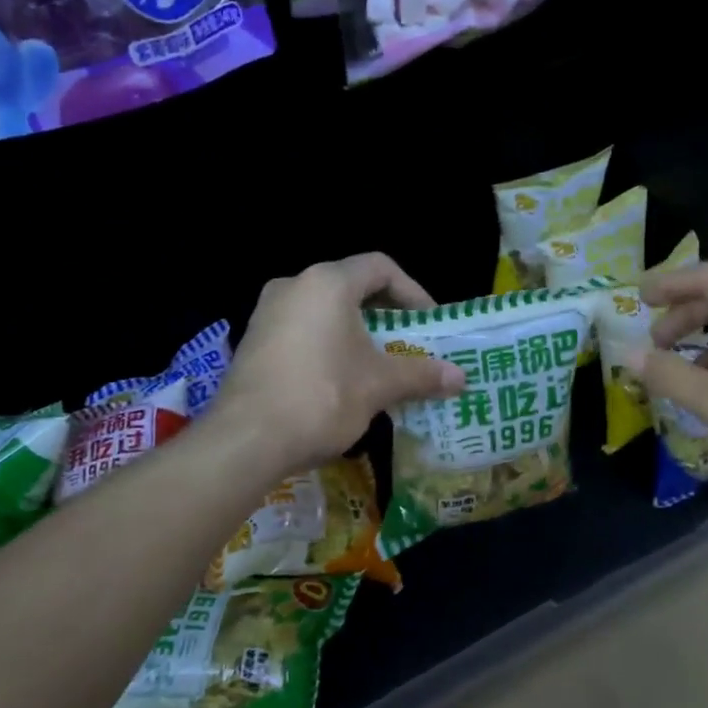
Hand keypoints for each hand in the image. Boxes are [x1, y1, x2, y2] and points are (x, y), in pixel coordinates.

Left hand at [218, 253, 466, 475]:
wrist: (246, 440)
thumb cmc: (322, 396)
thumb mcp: (379, 384)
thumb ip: (421, 374)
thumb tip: (461, 378)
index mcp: (327, 283)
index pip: (380, 267)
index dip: (412, 291)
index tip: (429, 323)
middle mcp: (294, 286)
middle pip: (351, 286)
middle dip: (385, 314)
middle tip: (409, 342)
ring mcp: (267, 313)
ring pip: (325, 310)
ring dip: (356, 332)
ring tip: (379, 363)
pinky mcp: (253, 341)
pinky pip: (302, 330)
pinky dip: (328, 344)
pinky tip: (340, 379)